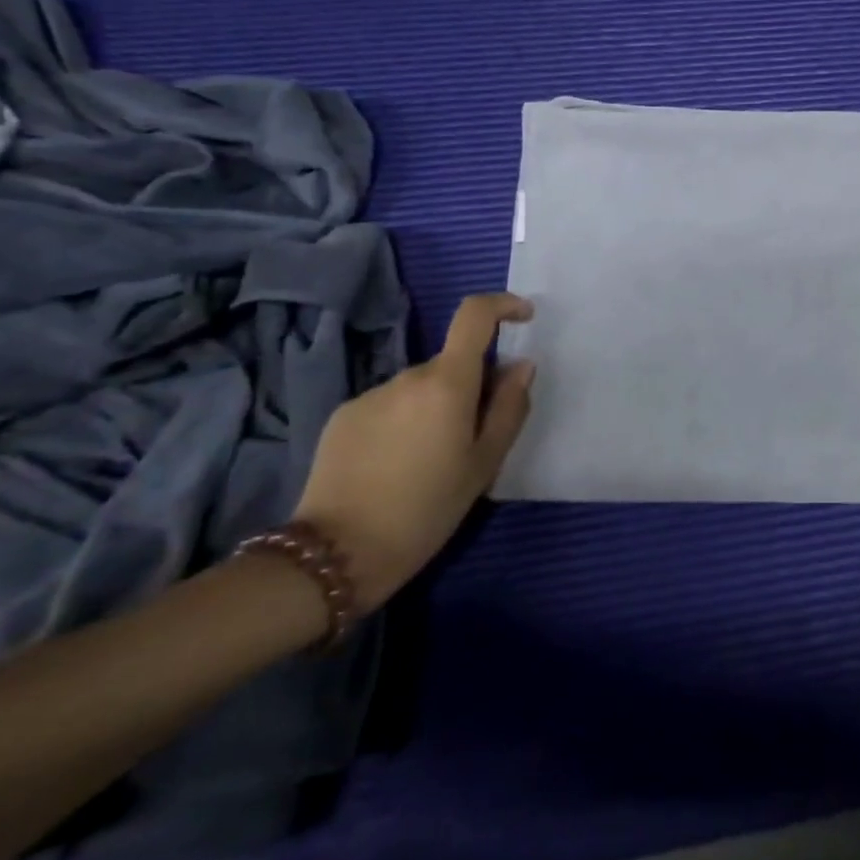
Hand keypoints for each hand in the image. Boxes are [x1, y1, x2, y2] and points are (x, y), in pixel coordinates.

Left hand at [293, 293, 535, 612]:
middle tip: (472, 438)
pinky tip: (395, 466)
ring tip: (429, 462)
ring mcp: (370, 395)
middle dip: (469, 386)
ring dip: (434, 408)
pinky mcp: (342, 417)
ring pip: (419, 388)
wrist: (337, 554)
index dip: (503, 306)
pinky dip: (403, 422)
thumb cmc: (427, 509)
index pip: (474, 316)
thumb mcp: (485, 463)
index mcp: (447, 383)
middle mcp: (407, 376)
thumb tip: (520, 366)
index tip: (523, 318)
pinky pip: (388, 406)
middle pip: (450, 364)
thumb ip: (510, 407)